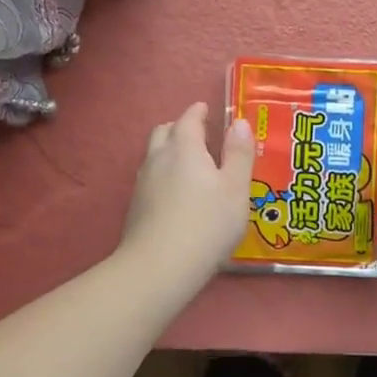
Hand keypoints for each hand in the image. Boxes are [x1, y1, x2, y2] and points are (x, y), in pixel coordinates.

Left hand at [119, 101, 255, 291]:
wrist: (159, 268)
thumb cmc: (207, 223)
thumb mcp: (236, 188)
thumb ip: (239, 153)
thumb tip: (239, 123)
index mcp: (184, 147)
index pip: (189, 119)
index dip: (198, 111)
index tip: (206, 109)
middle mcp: (158, 158)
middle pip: (164, 132)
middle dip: (180, 128)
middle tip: (199, 135)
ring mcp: (143, 184)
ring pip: (154, 155)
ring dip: (169, 151)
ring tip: (189, 164)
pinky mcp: (136, 208)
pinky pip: (151, 179)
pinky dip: (164, 175)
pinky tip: (176, 195)